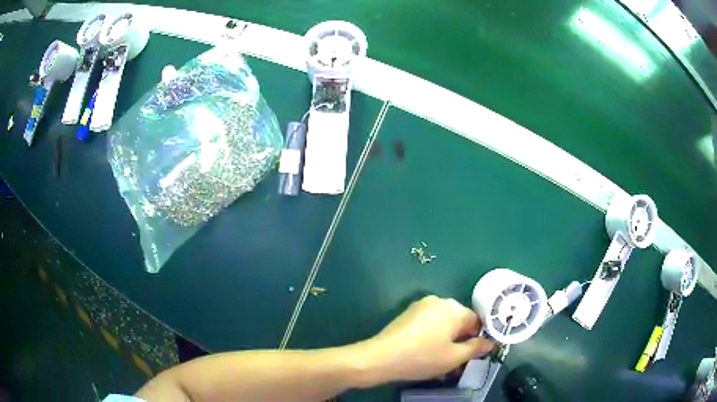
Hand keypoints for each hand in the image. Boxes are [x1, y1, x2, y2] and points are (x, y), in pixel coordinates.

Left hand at [360, 295, 494, 383]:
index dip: (476, 339)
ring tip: (439, 363)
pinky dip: (431, 338)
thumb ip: (476, 348)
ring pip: (443, 325)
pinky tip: (424, 355)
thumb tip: (490, 343)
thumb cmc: (423, 357)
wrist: (381, 357)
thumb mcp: (454, 357)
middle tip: (454, 364)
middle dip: (459, 342)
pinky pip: (428, 325)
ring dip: (445, 343)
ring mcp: (421, 306)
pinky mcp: (408, 314)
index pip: (476, 321)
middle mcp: (439, 301)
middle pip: (459, 322)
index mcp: (454, 308)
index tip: (470, 356)